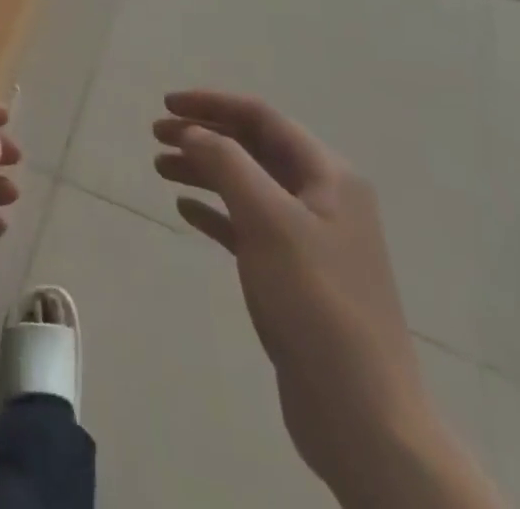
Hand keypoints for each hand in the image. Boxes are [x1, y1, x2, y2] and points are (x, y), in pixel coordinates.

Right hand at [152, 90, 430, 494]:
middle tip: (157, 135)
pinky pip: (248, 226)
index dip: (212, 104)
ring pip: (247, 185)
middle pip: (254, 147)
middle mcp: (323, 198)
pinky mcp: (295, 276)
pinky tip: (185, 212)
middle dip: (205, 135)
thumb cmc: (316, 302)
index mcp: (328, 175)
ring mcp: (311, 239)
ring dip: (204, 170)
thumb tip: (194, 130)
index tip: (167, 104)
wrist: (362, 415)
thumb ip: (227, 163)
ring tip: (160, 168)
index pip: (262, 117)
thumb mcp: (268, 220)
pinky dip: (216, 212)